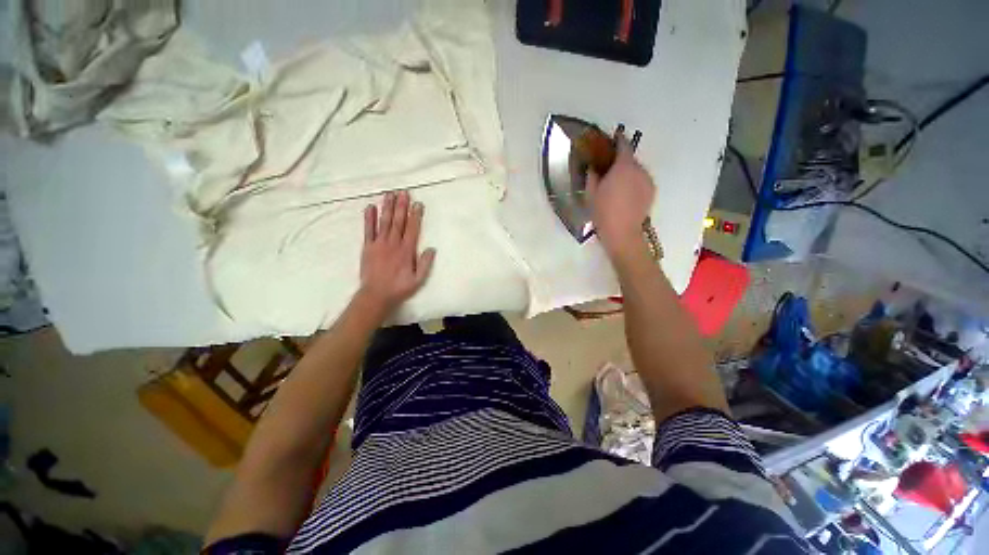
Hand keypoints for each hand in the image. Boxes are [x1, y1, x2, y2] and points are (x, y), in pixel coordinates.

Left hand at [357, 191, 435, 315]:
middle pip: (398, 222)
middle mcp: (393, 244)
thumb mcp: (418, 279)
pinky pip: (368, 230)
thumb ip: (425, 263)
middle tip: (403, 192)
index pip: (412, 229)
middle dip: (401, 206)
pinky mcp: (367, 247)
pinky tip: (370, 207)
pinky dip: (369, 218)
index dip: (415, 215)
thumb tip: (432, 248)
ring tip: (390, 194)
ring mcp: (379, 244)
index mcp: (406, 251)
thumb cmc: (399, 288)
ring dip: (387, 207)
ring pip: (384, 222)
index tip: (417, 204)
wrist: (376, 295)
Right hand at [586, 132, 655, 257]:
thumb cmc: (603, 212)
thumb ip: (592, 175)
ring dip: (627, 173)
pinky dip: (634, 182)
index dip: (618, 139)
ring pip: (636, 170)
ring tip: (616, 185)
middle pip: (630, 158)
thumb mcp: (591, 193)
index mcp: (623, 167)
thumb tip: (593, 166)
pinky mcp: (651, 191)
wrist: (622, 233)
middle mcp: (639, 169)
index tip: (613, 137)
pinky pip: (641, 180)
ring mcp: (648, 180)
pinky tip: (625, 194)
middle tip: (608, 169)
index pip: (623, 145)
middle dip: (620, 161)